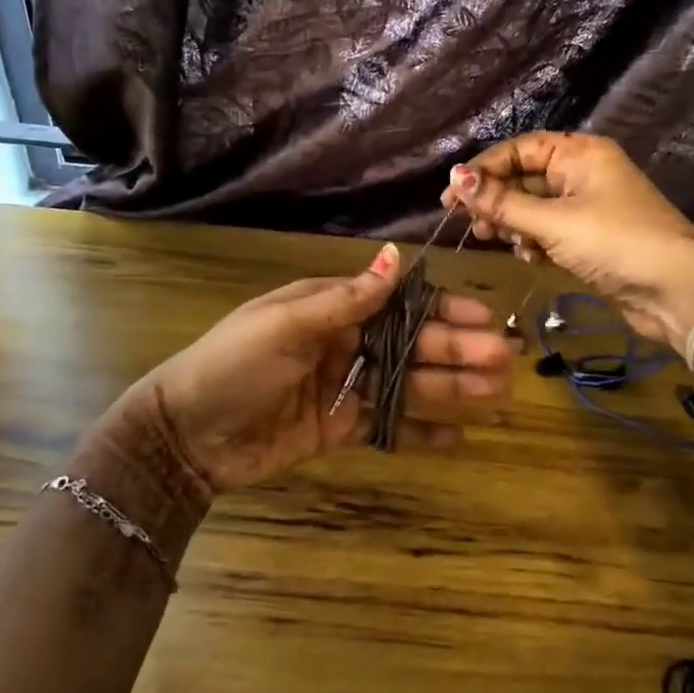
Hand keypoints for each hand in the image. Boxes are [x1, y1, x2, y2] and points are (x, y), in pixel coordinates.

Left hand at [101, 243, 511, 499]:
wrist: (188, 434)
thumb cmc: (234, 365)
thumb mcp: (286, 324)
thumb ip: (346, 298)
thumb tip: (396, 256)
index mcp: (332, 309)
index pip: (399, 303)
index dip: (442, 309)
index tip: (484, 316)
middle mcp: (346, 343)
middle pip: (412, 345)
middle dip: (458, 350)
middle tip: (506, 361)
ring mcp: (345, 387)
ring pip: (409, 384)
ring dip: (452, 388)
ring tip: (497, 394)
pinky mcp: (340, 428)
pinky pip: (389, 426)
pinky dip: (422, 431)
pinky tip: (459, 436)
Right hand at [443, 132, 693, 350]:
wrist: (676, 291)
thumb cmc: (614, 243)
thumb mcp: (552, 221)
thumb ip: (502, 202)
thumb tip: (455, 176)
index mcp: (579, 154)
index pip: (519, 150)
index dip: (483, 170)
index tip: (451, 195)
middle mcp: (582, 173)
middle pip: (524, 178)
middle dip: (496, 201)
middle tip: (471, 226)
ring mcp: (587, 206)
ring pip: (534, 208)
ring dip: (513, 224)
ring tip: (496, 241)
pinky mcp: (589, 238)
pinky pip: (549, 231)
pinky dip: (534, 242)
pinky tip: (530, 258)